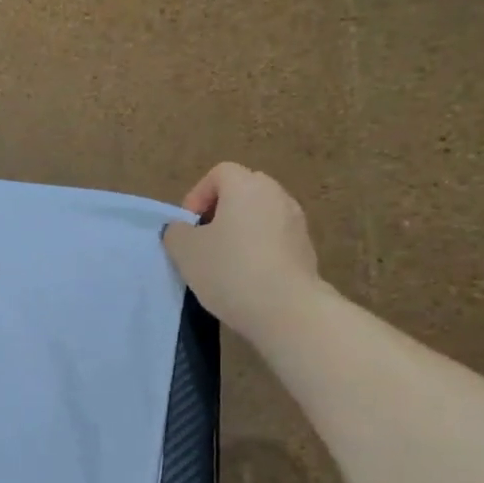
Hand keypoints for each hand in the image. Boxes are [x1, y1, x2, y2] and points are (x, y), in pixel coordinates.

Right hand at [163, 162, 322, 344]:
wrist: (286, 309)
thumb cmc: (229, 270)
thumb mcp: (185, 251)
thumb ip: (176, 232)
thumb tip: (181, 229)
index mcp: (247, 186)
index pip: (220, 173)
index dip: (198, 195)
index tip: (189, 226)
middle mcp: (277, 195)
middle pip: (243, 191)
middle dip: (220, 212)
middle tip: (204, 241)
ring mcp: (297, 222)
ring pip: (261, 216)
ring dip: (240, 232)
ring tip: (224, 263)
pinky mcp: (307, 250)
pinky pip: (275, 239)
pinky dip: (259, 250)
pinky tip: (247, 278)